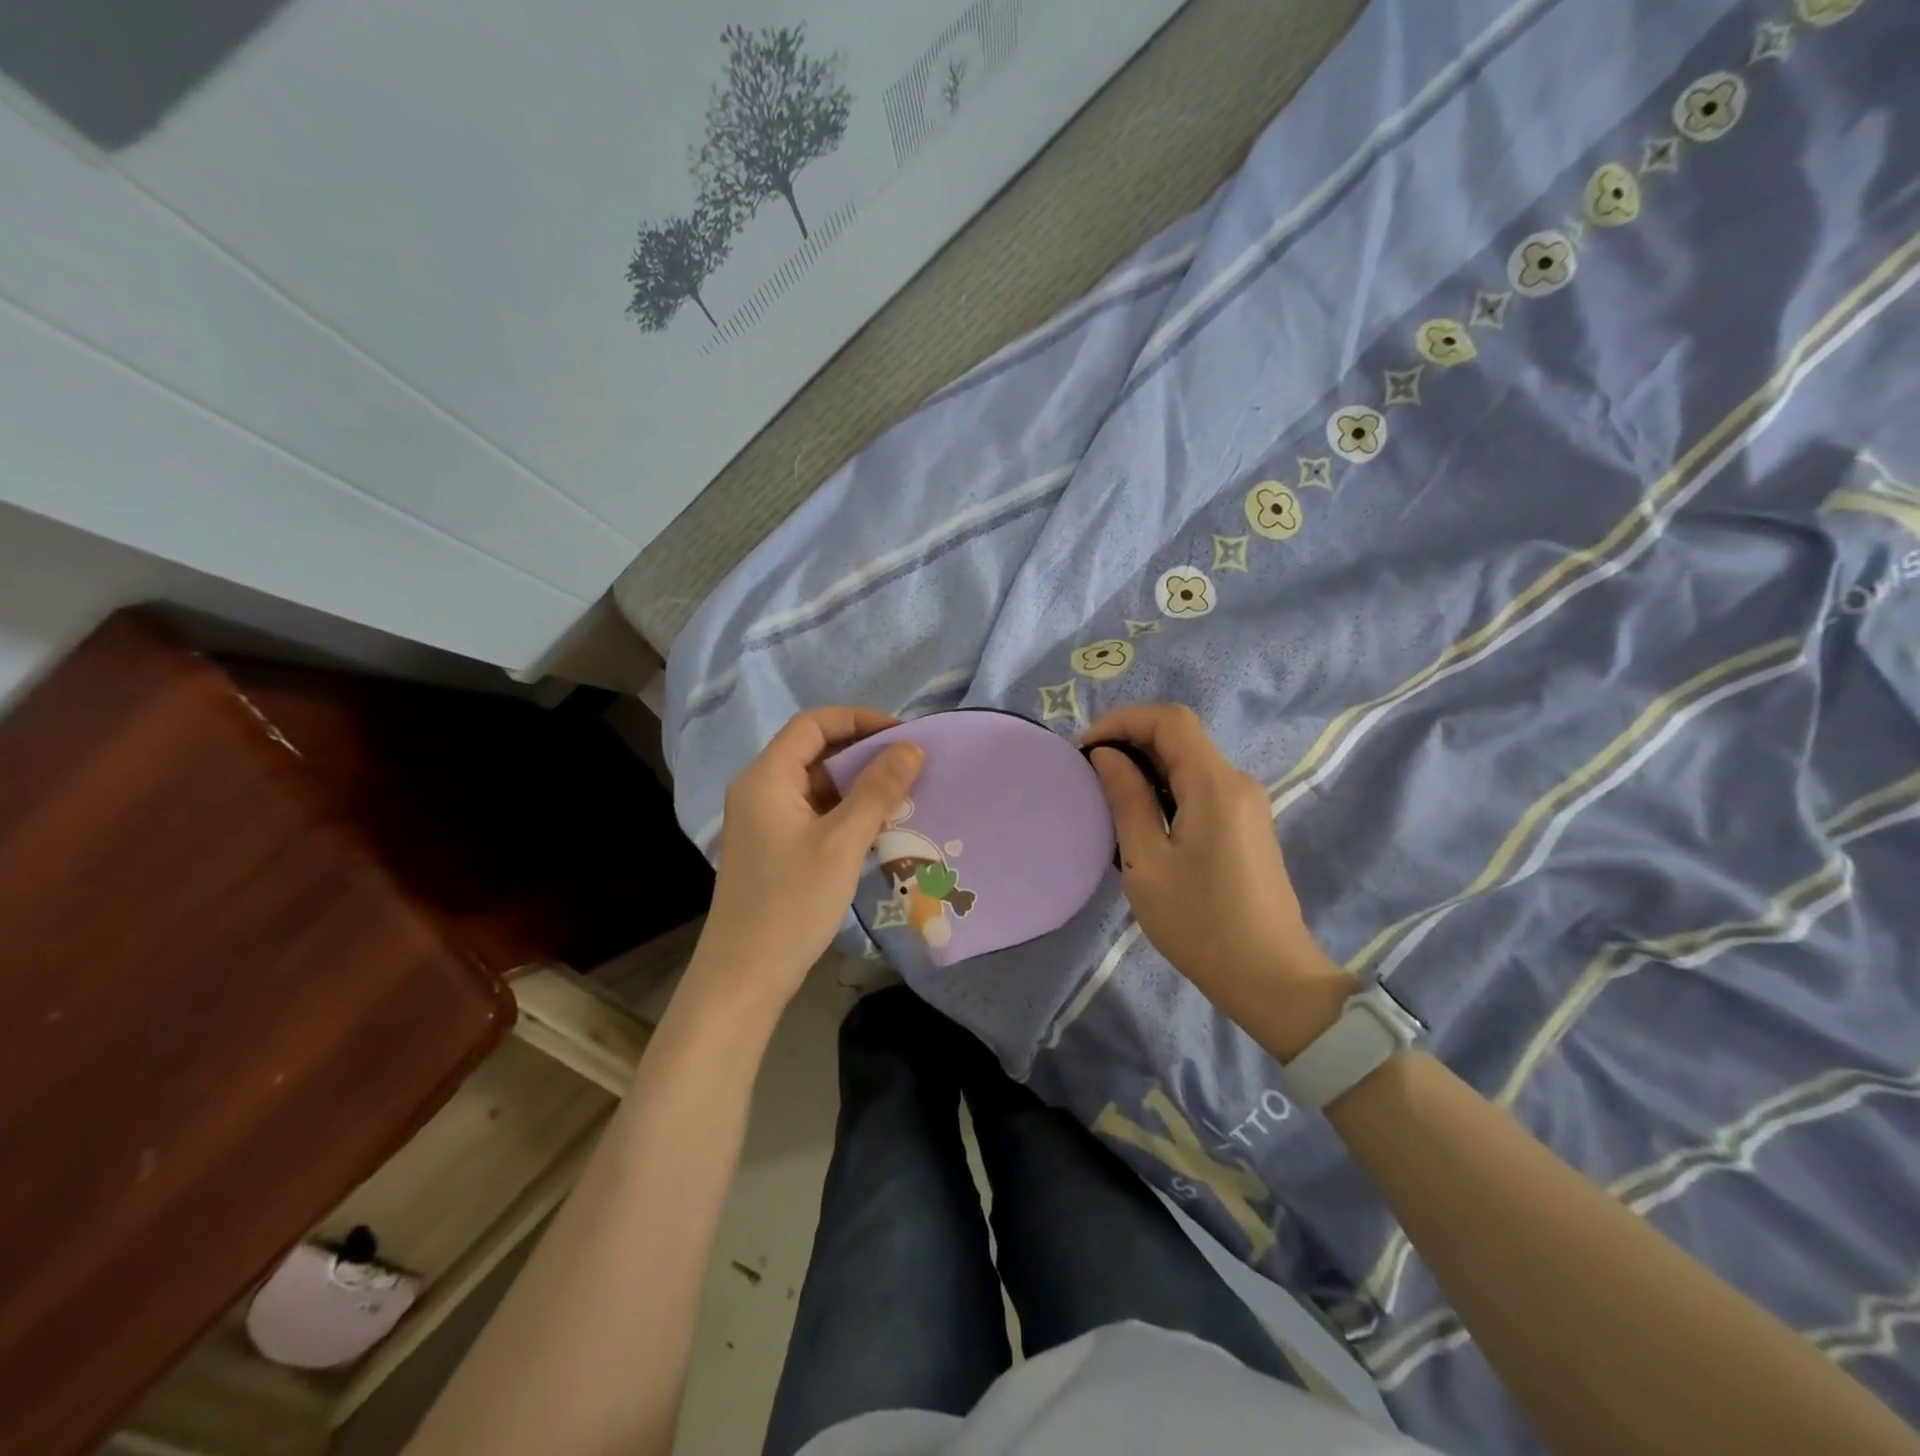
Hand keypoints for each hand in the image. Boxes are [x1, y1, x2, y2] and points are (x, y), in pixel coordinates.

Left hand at [689, 708, 923, 1015]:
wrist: (745, 975)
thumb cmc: (791, 903)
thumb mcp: (842, 842)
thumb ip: (877, 790)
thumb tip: (911, 748)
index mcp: (766, 777)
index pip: (813, 724)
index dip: (859, 720)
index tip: (903, 735)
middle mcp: (759, 789)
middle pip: (814, 751)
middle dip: (862, 751)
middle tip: (909, 765)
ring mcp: (763, 820)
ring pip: (815, 783)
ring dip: (857, 783)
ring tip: (901, 793)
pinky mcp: (772, 845)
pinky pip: (813, 811)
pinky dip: (845, 809)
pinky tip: (876, 825)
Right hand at [1083, 703, 1353, 1055]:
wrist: (1270, 977)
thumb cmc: (1200, 922)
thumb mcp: (1147, 862)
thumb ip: (1127, 799)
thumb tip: (1106, 755)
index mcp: (1215, 784)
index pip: (1169, 720)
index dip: (1122, 720)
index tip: (1085, 748)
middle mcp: (1236, 782)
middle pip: (1180, 736)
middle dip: (1130, 741)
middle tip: (1089, 772)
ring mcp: (1246, 804)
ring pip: (1190, 762)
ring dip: (1147, 766)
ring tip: (1108, 795)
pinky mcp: (1246, 825)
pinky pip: (1201, 787)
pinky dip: (1166, 787)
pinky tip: (1143, 818)